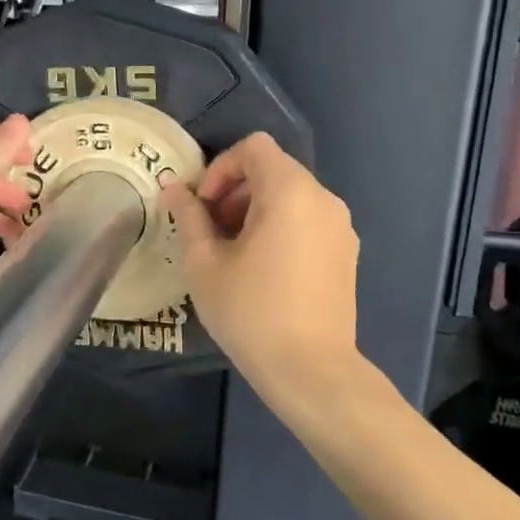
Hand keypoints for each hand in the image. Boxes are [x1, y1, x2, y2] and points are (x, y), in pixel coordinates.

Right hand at [162, 134, 361, 408]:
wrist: (311, 371)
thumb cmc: (251, 311)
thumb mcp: (205, 263)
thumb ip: (189, 216)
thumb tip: (172, 187)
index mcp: (290, 191)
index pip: (253, 147)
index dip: (221, 167)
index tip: (203, 207)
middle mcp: (323, 199)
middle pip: (273, 169)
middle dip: (235, 190)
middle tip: (211, 231)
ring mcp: (341, 227)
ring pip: (291, 196)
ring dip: (256, 210)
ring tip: (234, 253)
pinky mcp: (346, 253)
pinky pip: (308, 220)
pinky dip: (281, 227)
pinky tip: (263, 270)